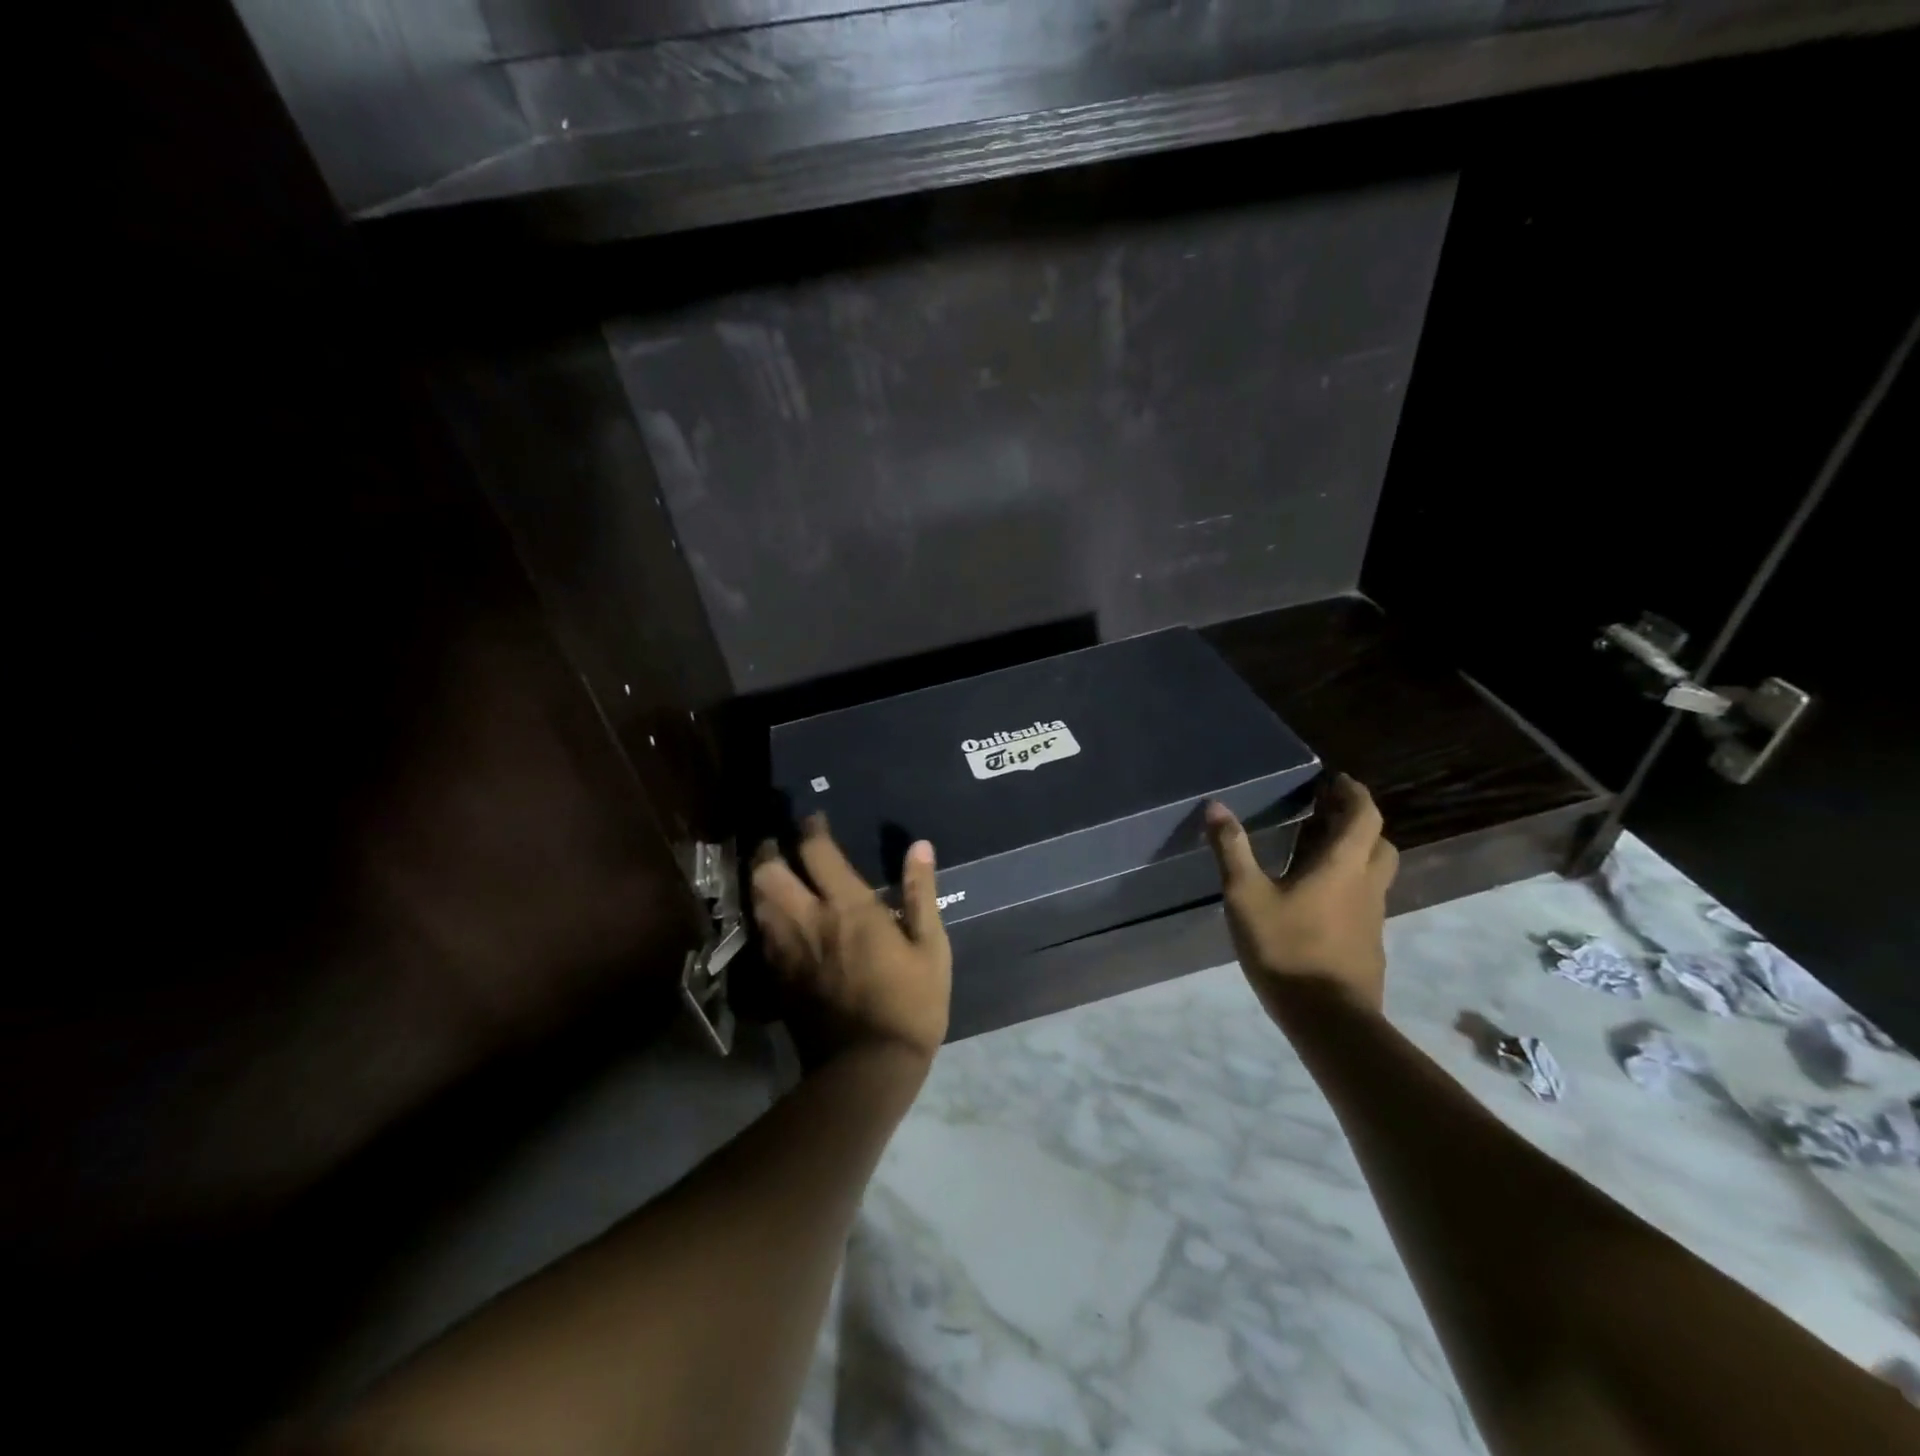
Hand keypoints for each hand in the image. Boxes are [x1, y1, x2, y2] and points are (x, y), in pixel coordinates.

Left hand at [751, 816, 951, 1065]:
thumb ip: (921, 893)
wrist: (869, 1067)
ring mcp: (787, 950)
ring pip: (757, 901)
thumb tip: (919, 846)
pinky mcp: (777, 977)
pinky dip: (762, 915)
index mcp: (849, 908)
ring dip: (760, 880)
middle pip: (769, 872)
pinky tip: (772, 916)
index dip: (811, 828)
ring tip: (771, 873)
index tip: (813, 819)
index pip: (817, 851)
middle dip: (768, 849)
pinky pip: (760, 934)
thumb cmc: (911, 1003)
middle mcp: (809, 920)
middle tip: (777, 841)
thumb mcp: (931, 947)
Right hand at [1205, 773, 1398, 1012]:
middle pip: (1377, 842)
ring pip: (1373, 873)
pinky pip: (1364, 900)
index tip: (1336, 781)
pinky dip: (1348, 885)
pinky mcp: (1368, 944)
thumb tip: (1216, 806)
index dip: (1353, 794)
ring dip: (1354, 853)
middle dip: (1356, 822)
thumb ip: (1232, 850)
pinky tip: (1317, 900)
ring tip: (1318, 852)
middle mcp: (1366, 885)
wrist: (1329, 1019)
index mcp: (1342, 866)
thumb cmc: (1286, 948)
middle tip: (1326, 814)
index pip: (1364, 816)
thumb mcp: (1245, 896)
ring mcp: (1372, 917)